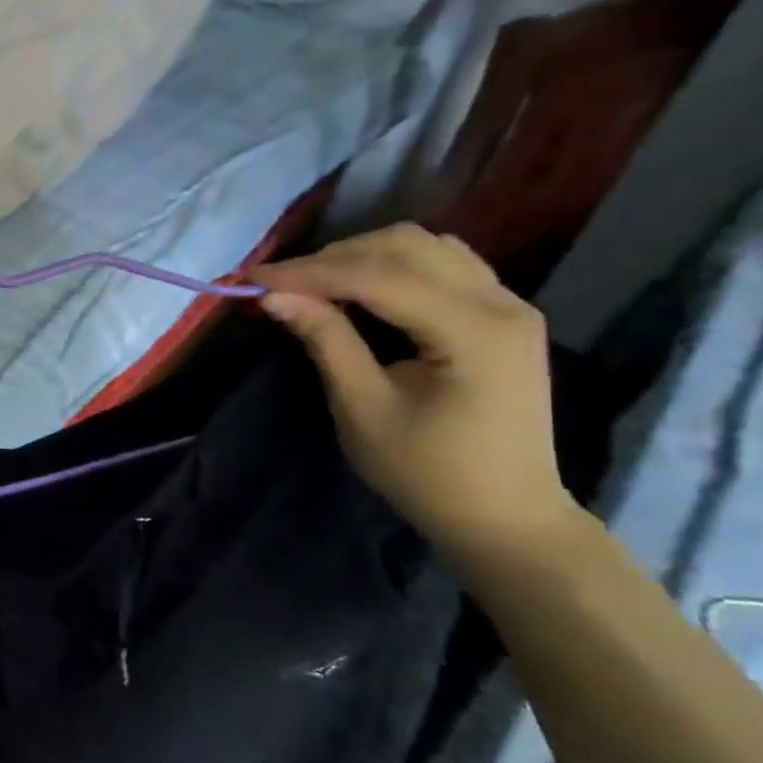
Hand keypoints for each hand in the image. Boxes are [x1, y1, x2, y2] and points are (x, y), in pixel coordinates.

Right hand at [249, 224, 581, 558]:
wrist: (503, 515)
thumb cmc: (426, 473)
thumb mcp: (363, 409)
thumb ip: (326, 342)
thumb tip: (275, 297)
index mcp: (473, 331)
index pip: (379, 278)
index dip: (310, 272)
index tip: (253, 280)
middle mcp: (502, 303)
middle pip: (406, 247)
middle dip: (333, 258)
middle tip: (279, 284)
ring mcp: (509, 304)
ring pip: (426, 247)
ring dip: (362, 255)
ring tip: (313, 283)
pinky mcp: (501, 314)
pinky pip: (443, 265)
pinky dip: (392, 265)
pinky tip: (358, 288)